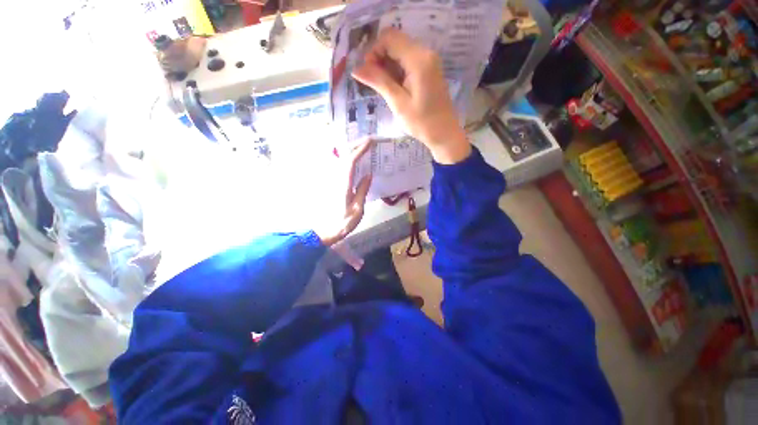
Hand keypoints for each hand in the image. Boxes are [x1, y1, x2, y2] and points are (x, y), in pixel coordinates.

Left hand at [315, 141, 372, 246]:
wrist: (326, 230)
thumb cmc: (343, 222)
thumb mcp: (358, 208)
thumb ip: (362, 190)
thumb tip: (368, 174)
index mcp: (344, 184)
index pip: (351, 162)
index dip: (360, 150)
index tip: (370, 142)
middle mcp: (336, 179)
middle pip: (344, 157)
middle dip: (356, 146)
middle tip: (368, 141)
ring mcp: (332, 181)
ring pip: (340, 160)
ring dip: (351, 151)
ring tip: (363, 147)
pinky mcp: (331, 184)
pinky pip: (340, 167)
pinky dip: (348, 160)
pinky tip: (354, 160)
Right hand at [352, 28, 470, 163]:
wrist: (444, 133)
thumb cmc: (421, 122)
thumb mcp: (398, 103)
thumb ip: (378, 81)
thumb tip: (355, 68)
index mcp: (419, 59)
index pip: (389, 38)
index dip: (373, 52)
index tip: (368, 74)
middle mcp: (425, 53)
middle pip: (395, 42)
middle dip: (379, 58)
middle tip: (375, 83)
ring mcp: (428, 61)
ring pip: (400, 51)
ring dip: (387, 66)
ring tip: (385, 88)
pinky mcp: (428, 69)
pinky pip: (407, 61)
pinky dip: (397, 70)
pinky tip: (394, 88)